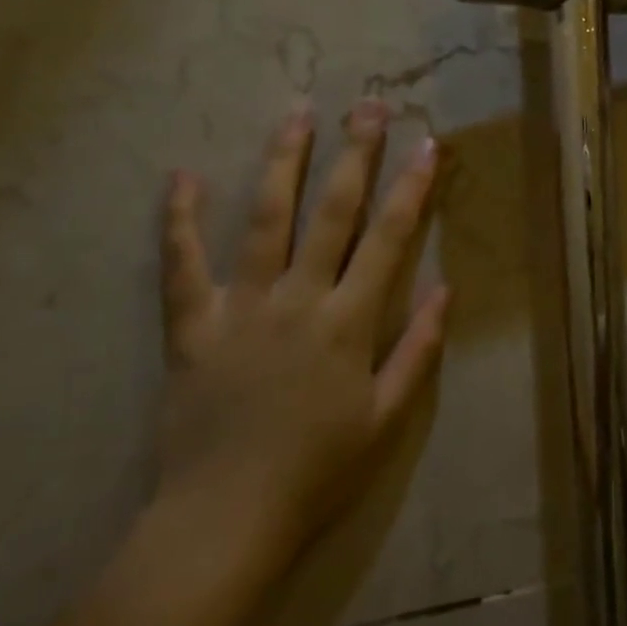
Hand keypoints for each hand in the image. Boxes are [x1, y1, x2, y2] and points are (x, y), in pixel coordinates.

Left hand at [153, 99, 447, 572]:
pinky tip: (181, 176)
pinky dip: (179, 220)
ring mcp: (240, 308)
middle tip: (366, 105)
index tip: (427, 144)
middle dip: (354, 154)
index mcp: (347, 323)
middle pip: (332, 213)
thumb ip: (418, 350)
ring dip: (283, 163)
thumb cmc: (316, 472)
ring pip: (265, 220)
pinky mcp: (191, 326)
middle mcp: (297, 300)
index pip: (388, 239)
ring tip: (297, 115)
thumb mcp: (386, 419)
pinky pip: (181, 265)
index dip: (412, 189)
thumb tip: (447, 290)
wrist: (225, 520)